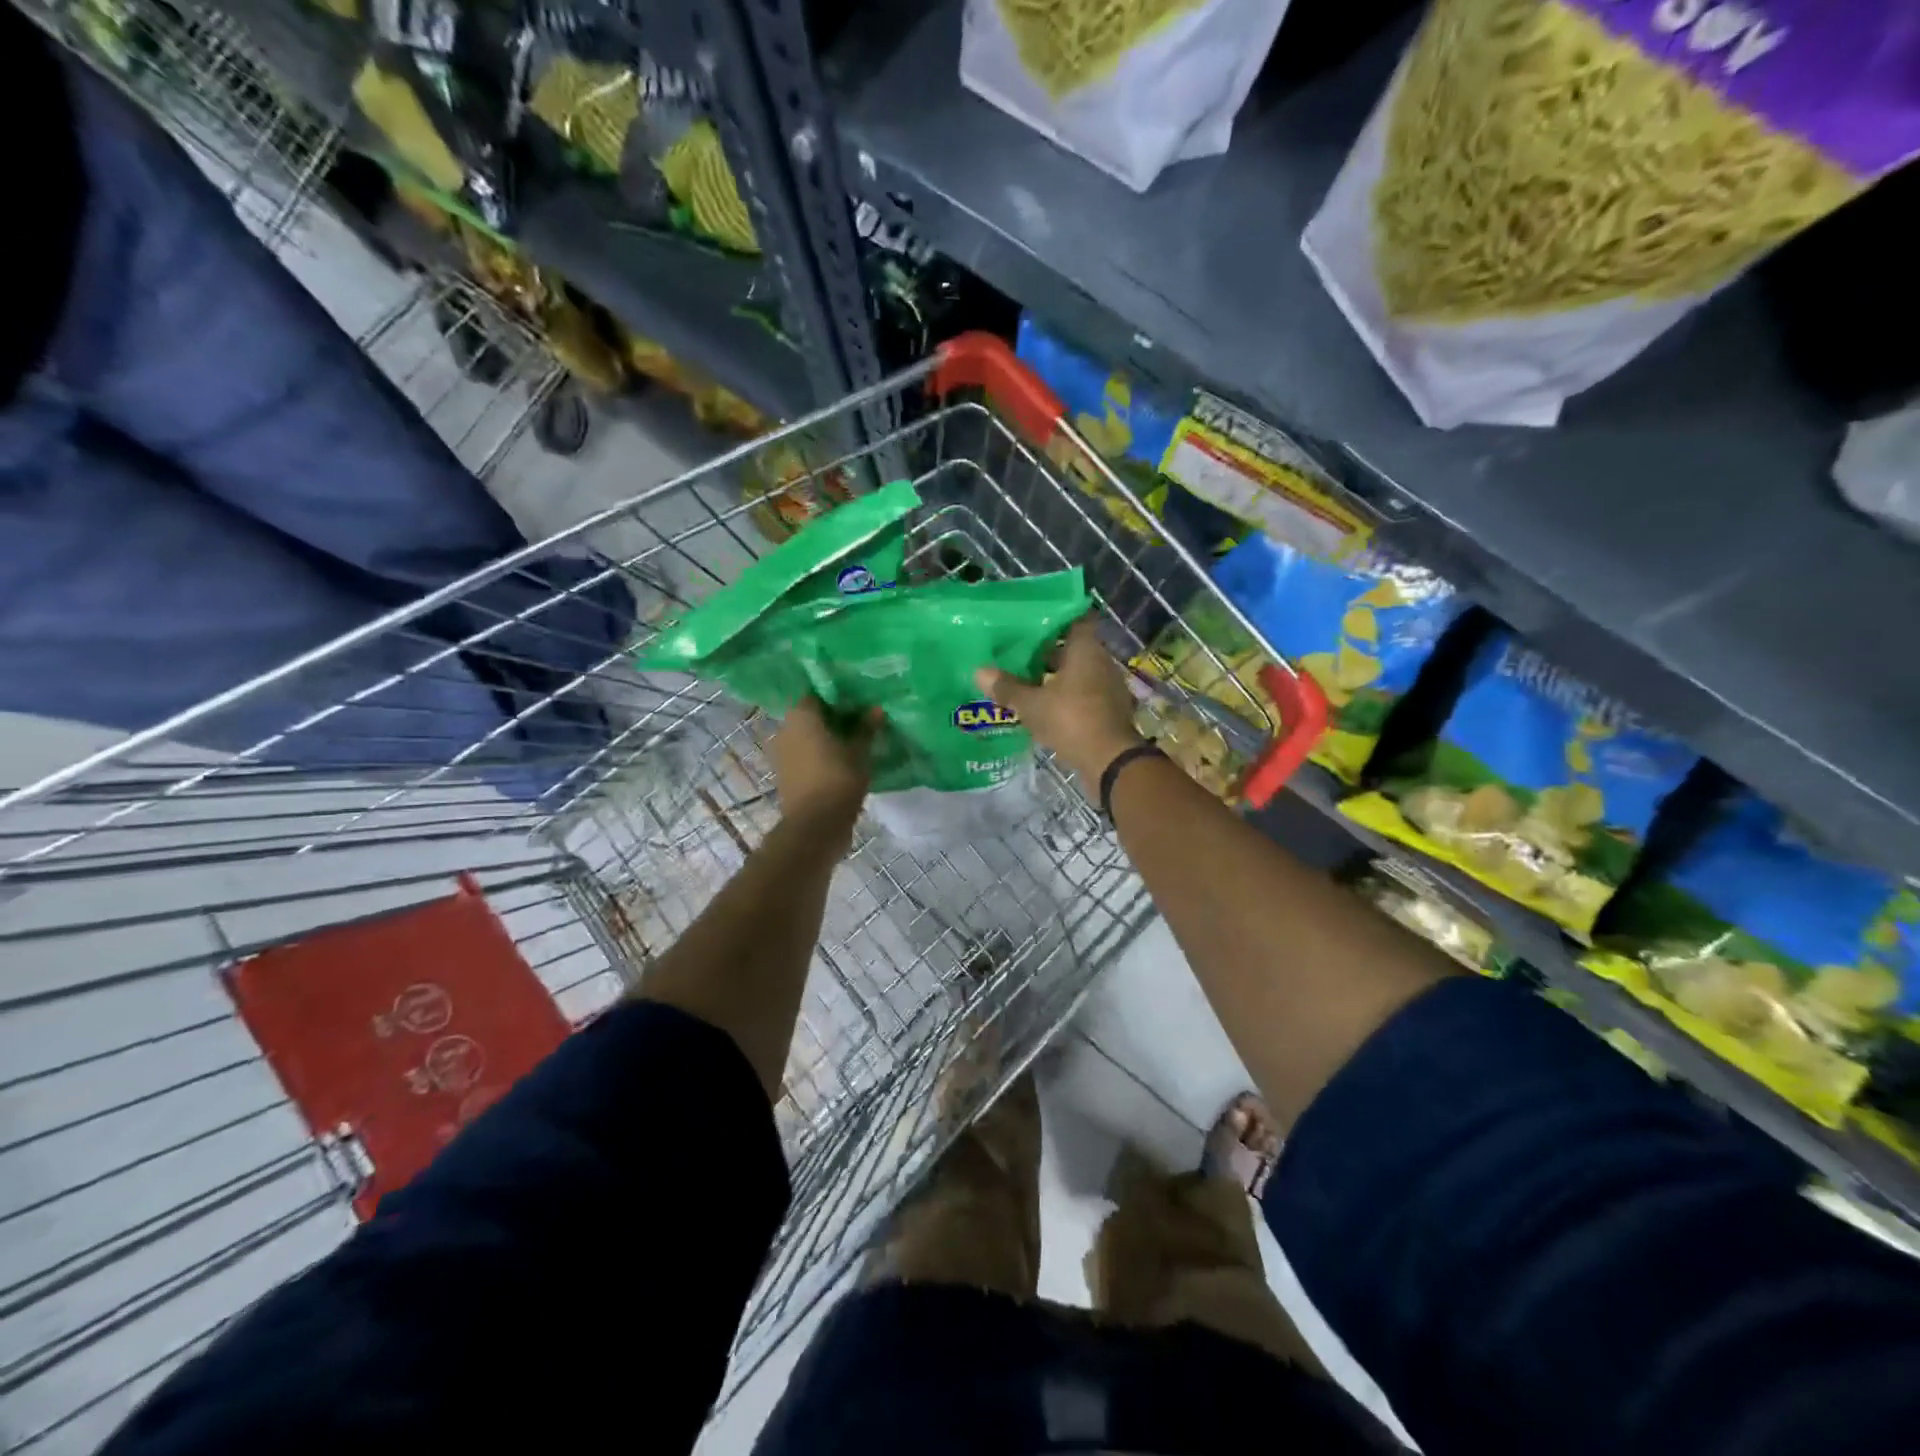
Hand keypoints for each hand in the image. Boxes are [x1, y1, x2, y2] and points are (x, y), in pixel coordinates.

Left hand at [771, 697, 875, 830]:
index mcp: (801, 715)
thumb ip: (866, 728)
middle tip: (861, 721)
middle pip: (811, 715)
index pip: (818, 693)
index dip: (838, 696)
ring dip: (827, 737)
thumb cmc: (838, 780)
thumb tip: (876, 709)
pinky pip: (805, 755)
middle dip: (834, 717)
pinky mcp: (786, 774)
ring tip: (854, 742)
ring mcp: (783, 753)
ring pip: (807, 736)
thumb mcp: (859, 752)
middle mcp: (786, 729)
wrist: (814, 827)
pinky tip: (842, 761)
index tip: (859, 701)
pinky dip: (820, 755)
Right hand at [975, 615, 1143, 785]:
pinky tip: (1046, 706)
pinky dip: (1067, 696)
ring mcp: (1109, 686)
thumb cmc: (1070, 719)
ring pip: (1078, 672)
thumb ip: (1006, 687)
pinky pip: (1084, 694)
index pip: (1074, 620)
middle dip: (1048, 652)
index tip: (1031, 623)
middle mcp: (1101, 661)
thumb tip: (978, 671)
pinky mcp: (1110, 709)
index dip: (1054, 619)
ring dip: (1056, 676)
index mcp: (1085, 649)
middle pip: (1073, 648)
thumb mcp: (1031, 704)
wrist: (1109, 760)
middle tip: (1019, 654)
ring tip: (1027, 681)